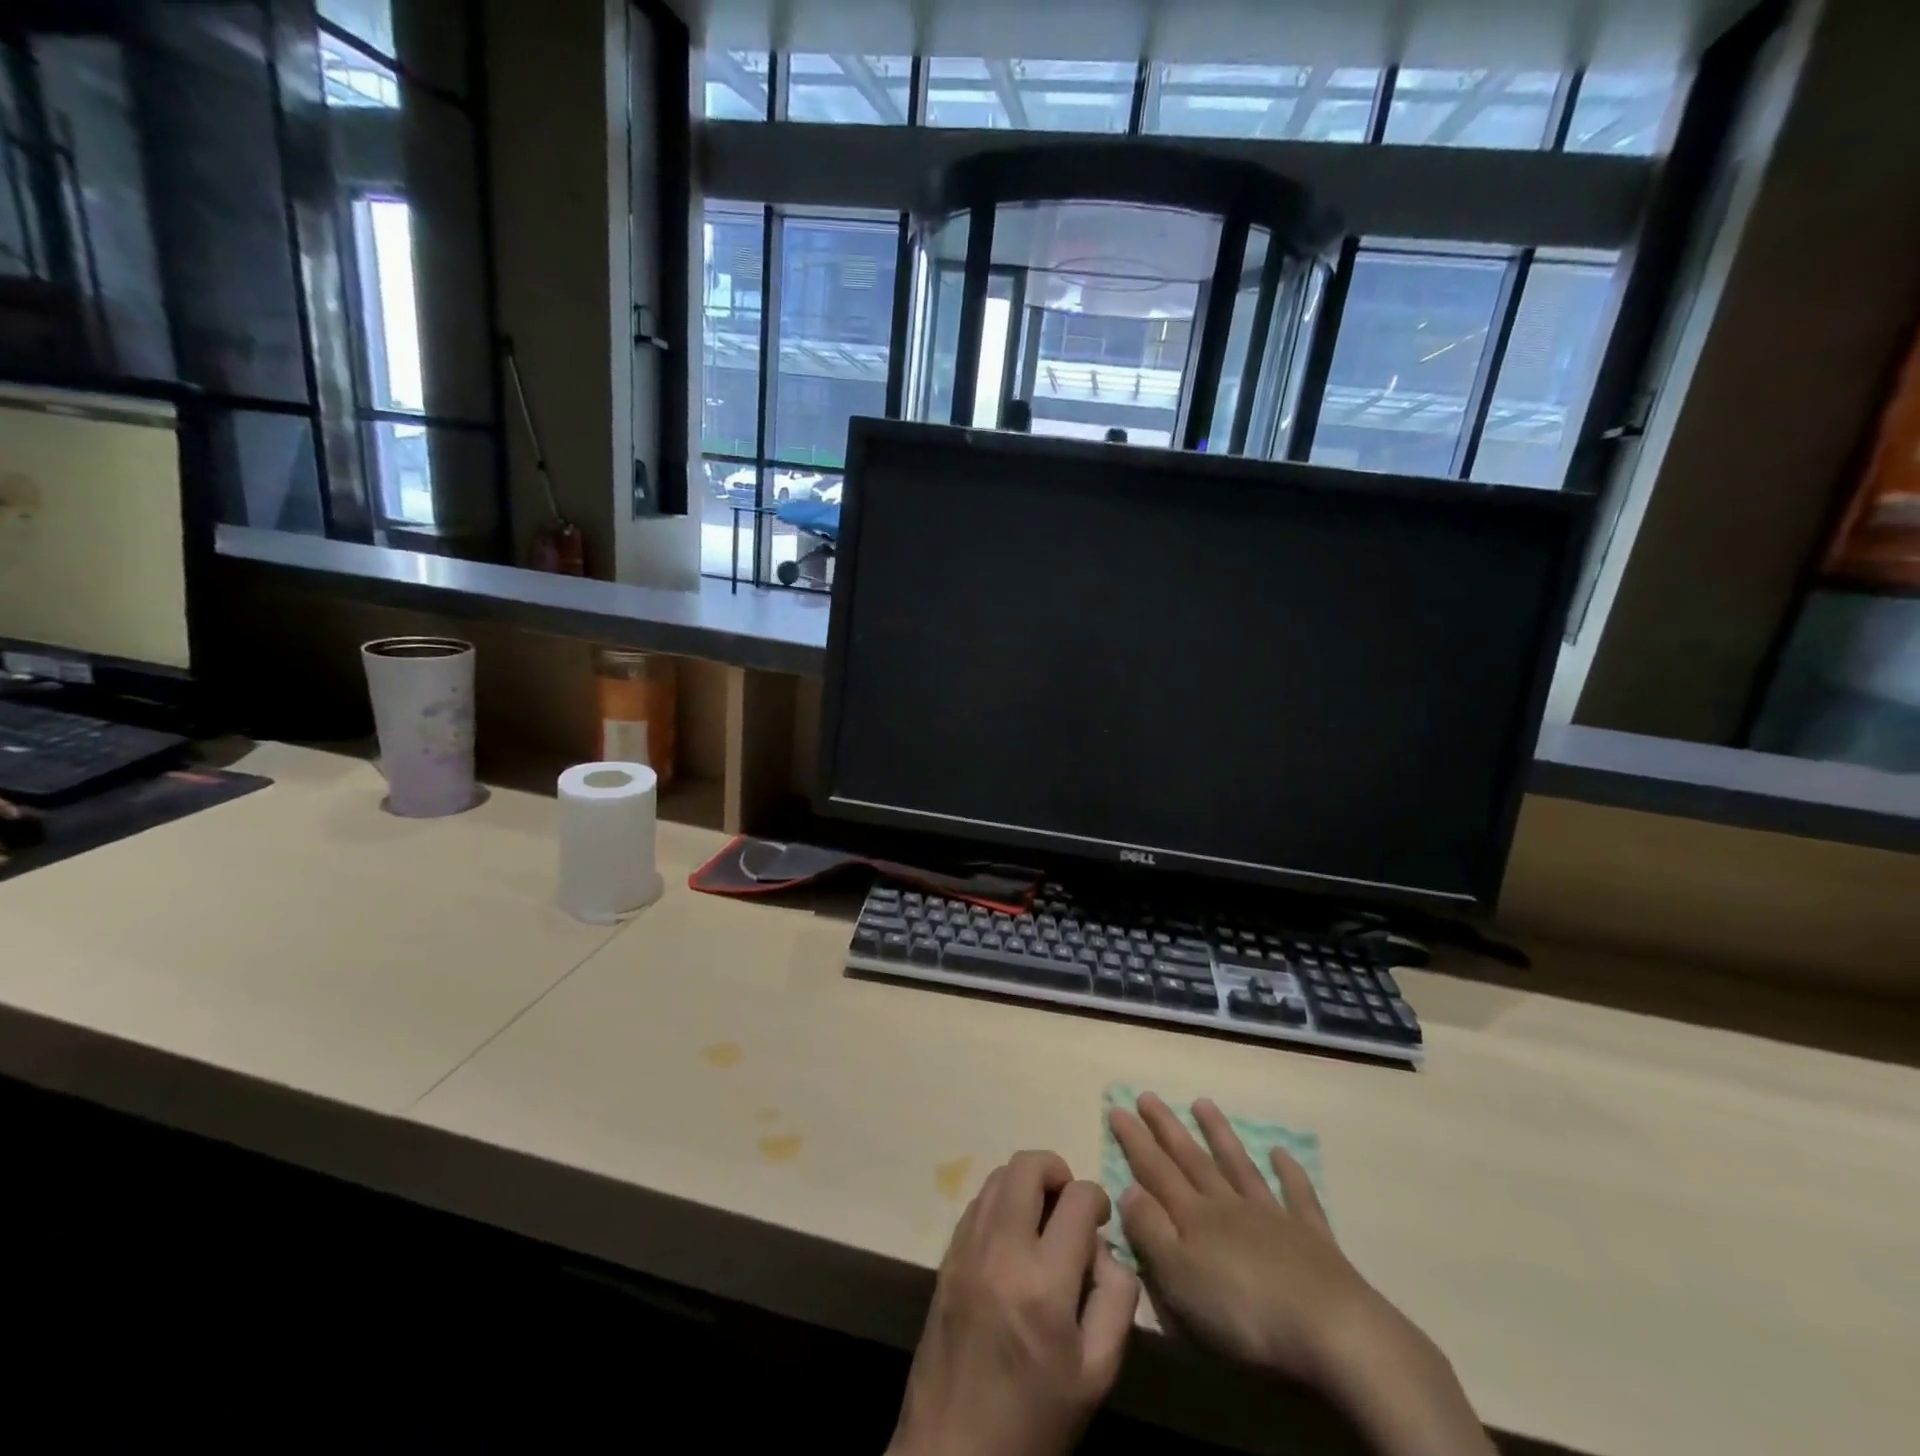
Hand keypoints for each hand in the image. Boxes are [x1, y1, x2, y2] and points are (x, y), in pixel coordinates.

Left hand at [890, 1150, 1139, 1455]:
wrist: (953, 1452)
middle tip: (1069, 1205)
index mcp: (1044, 1283)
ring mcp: (966, 1249)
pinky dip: (999, 1203)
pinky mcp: (946, 1258)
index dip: (1096, 1198)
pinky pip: (976, 1204)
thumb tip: (1106, 1249)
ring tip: (1042, 1220)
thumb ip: (1115, 1301)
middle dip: (1057, 1171)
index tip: (1100, 1219)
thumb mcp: (1096, 1375)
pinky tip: (1011, 1239)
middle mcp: (1001, 1250)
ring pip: (997, 1176)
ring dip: (1025, 1184)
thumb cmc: (1034, 1421)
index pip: (1077, 1198)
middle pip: (1027, 1165)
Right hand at [1111, 1093, 1493, 1455]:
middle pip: (1192, 1160)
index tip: (1117, 1107)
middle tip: (1149, 1096)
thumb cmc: (1244, 1313)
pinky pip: (1298, 1196)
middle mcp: (1229, 1206)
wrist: (1332, 1332)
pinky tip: (1281, 1153)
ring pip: (1238, 1166)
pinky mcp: (1312, 1239)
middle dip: (1167, 1128)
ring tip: (1203, 1104)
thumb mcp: (1179, 1279)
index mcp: (1195, 1219)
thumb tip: (1128, 1188)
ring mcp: (1272, 1217)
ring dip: (1219, 1135)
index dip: (1134, 1140)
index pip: (1155, 1170)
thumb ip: (1150, 1231)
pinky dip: (1289, 1172)